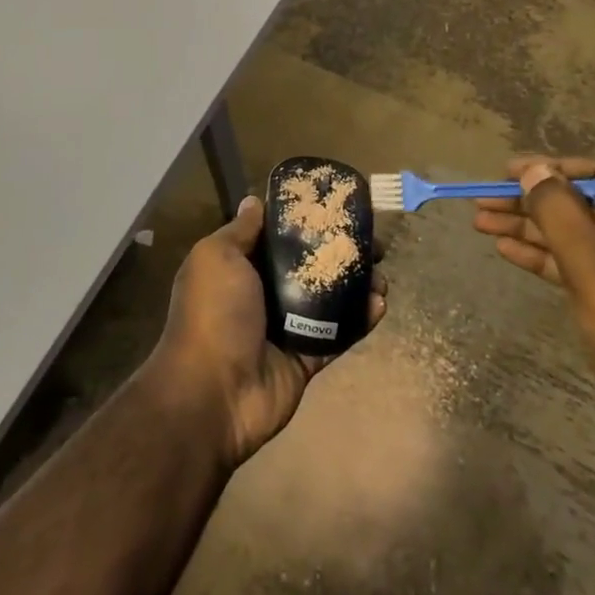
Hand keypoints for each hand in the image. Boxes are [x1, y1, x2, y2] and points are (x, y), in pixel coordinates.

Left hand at [146, 195, 386, 470]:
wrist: (213, 393)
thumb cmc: (213, 313)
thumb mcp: (217, 257)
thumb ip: (240, 231)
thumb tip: (254, 201)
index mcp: (238, 266)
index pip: (277, 235)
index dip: (305, 220)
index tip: (336, 207)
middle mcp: (262, 292)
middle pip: (309, 265)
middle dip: (340, 252)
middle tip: (373, 244)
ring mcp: (286, 327)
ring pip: (329, 299)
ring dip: (357, 285)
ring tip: (382, 274)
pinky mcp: (306, 357)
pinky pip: (338, 334)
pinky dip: (360, 320)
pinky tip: (380, 304)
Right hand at [472, 157, 594, 450]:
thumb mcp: (592, 266)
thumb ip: (557, 210)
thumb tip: (532, 169)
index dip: (554, 167)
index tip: (509, 172)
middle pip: (587, 203)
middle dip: (533, 202)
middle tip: (483, 201)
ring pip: (582, 234)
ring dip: (533, 229)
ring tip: (481, 223)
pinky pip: (587, 263)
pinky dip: (550, 256)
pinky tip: (508, 251)